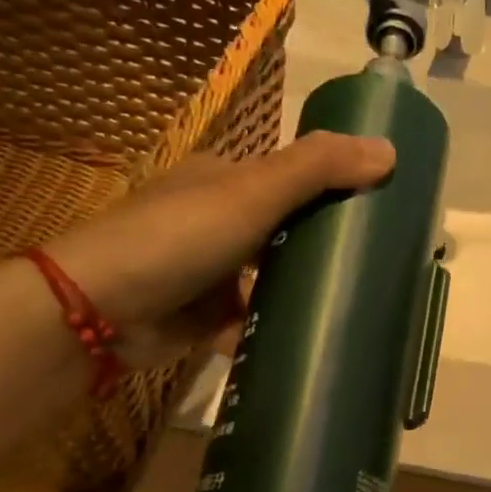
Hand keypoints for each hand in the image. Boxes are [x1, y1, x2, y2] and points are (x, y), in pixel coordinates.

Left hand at [46, 132, 395, 367]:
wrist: (101, 311)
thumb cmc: (179, 237)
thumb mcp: (252, 192)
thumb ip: (317, 169)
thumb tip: (390, 150)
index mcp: (225, 181)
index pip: (292, 179)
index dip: (335, 191)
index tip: (382, 214)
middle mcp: (217, 222)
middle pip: (285, 234)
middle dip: (323, 251)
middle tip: (378, 271)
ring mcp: (210, 274)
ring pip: (271, 283)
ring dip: (302, 296)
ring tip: (356, 310)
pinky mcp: (204, 320)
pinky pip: (252, 323)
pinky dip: (274, 332)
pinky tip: (313, 342)